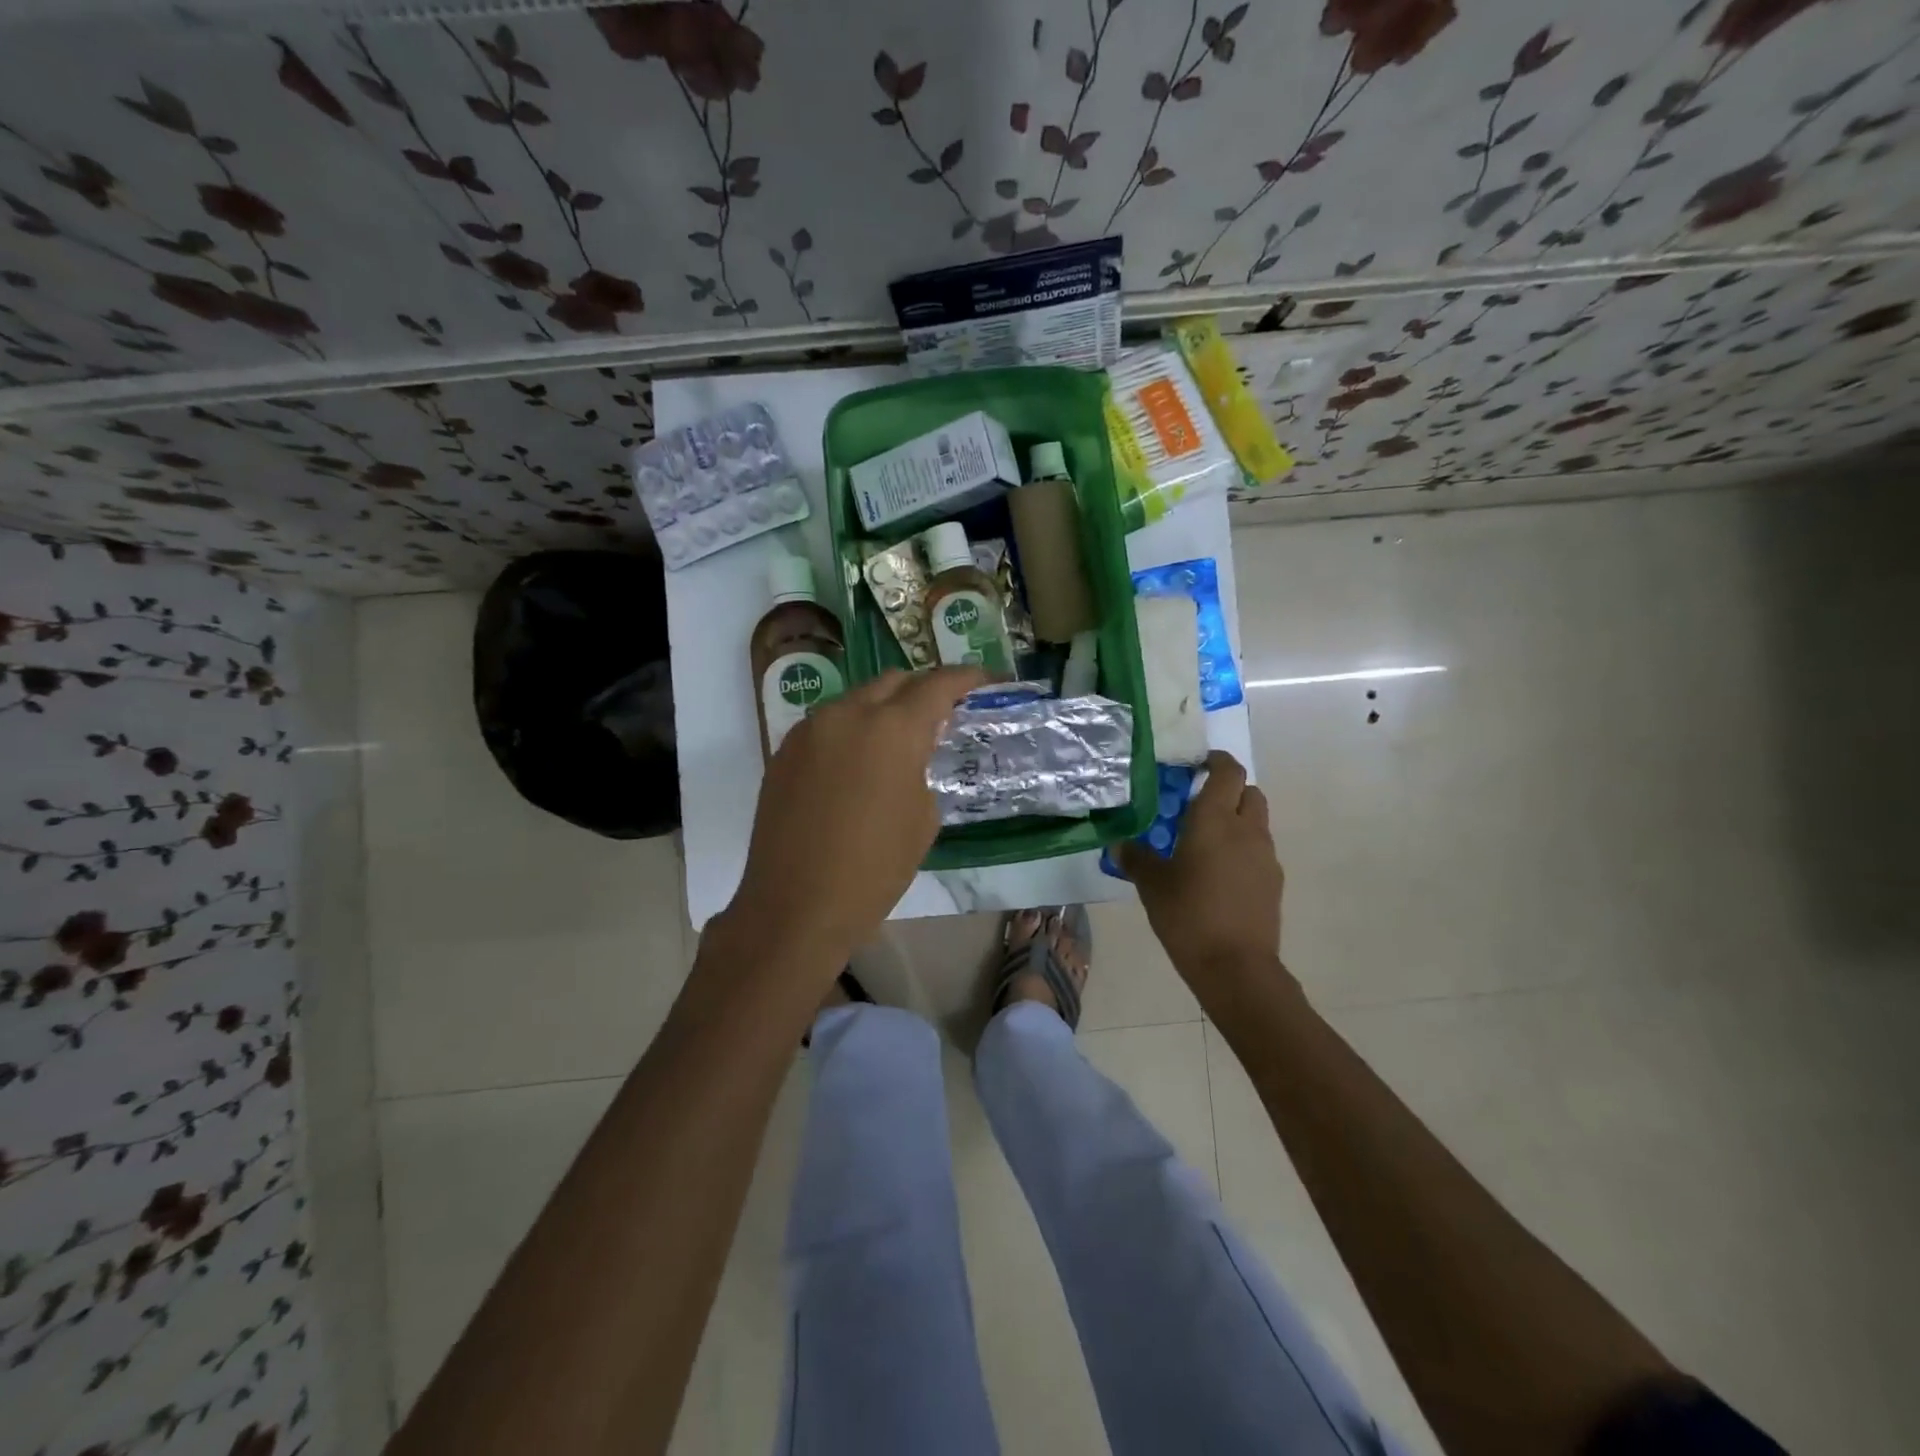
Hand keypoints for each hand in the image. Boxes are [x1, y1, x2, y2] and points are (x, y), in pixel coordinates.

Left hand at [726, 666, 984, 975]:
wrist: (796, 906)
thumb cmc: (874, 868)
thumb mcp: (922, 818)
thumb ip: (923, 767)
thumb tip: (914, 750)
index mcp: (891, 729)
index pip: (937, 684)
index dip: (967, 678)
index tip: (986, 680)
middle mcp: (847, 714)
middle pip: (893, 681)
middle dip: (922, 690)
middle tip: (943, 713)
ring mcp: (809, 730)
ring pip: (856, 700)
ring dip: (883, 709)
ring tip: (900, 740)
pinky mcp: (784, 752)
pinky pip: (827, 725)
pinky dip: (852, 731)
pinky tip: (859, 763)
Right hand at [1118, 751, 1292, 1005]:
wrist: (1235, 966)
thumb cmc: (1188, 914)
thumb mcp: (1151, 884)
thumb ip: (1136, 858)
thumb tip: (1119, 843)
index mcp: (1215, 819)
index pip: (1228, 771)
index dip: (1216, 761)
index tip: (1197, 765)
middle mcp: (1246, 829)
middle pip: (1249, 792)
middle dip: (1228, 790)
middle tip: (1198, 804)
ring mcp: (1265, 856)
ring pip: (1256, 822)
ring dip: (1236, 821)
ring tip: (1205, 843)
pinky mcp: (1273, 882)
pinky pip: (1258, 851)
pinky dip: (1242, 850)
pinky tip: (1219, 875)